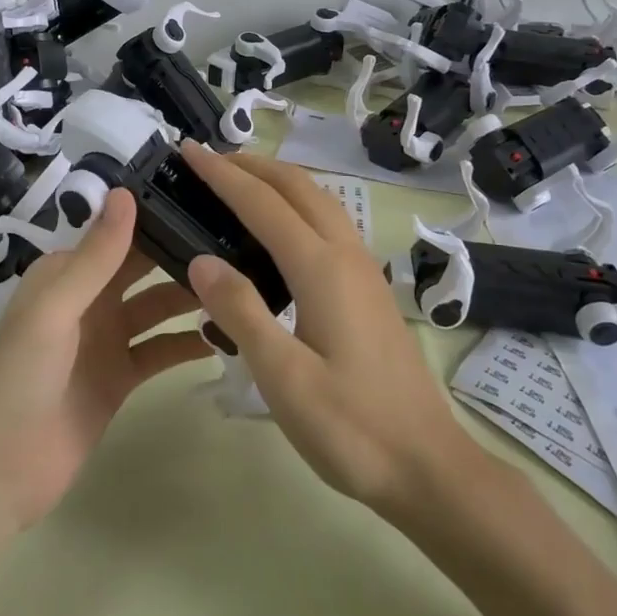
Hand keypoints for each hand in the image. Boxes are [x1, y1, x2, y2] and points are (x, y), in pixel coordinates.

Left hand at [0, 189, 210, 531]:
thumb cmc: (18, 379)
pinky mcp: (121, 378)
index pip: (120, 235)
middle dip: (182, 256)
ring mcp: (107, 340)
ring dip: (191, 298)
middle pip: (144, 269)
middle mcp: (89, 299)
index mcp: (67, 274)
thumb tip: (126, 192)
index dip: (159, 219)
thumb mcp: (55, 310)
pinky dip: (187, 343)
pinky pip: (160, 351)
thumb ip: (96, 256)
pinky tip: (225, 336)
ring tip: (242, 288)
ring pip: (158, 308)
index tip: (211, 204)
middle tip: (239, 244)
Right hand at [182, 142, 482, 518]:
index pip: (262, 203)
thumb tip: (200, 260)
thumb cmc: (352, 428)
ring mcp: (364, 269)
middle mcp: (346, 255)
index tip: (188, 150)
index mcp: (321, 268)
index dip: (222, 174)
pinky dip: (297, 204)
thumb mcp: (284, 378)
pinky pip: (329, 222)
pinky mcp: (369, 288)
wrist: (428, 465)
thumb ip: (241, 312)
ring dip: (277, 180)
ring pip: (319, 200)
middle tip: (208, 160)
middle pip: (298, 186)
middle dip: (252, 164)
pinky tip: (280, 230)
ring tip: (239, 183)